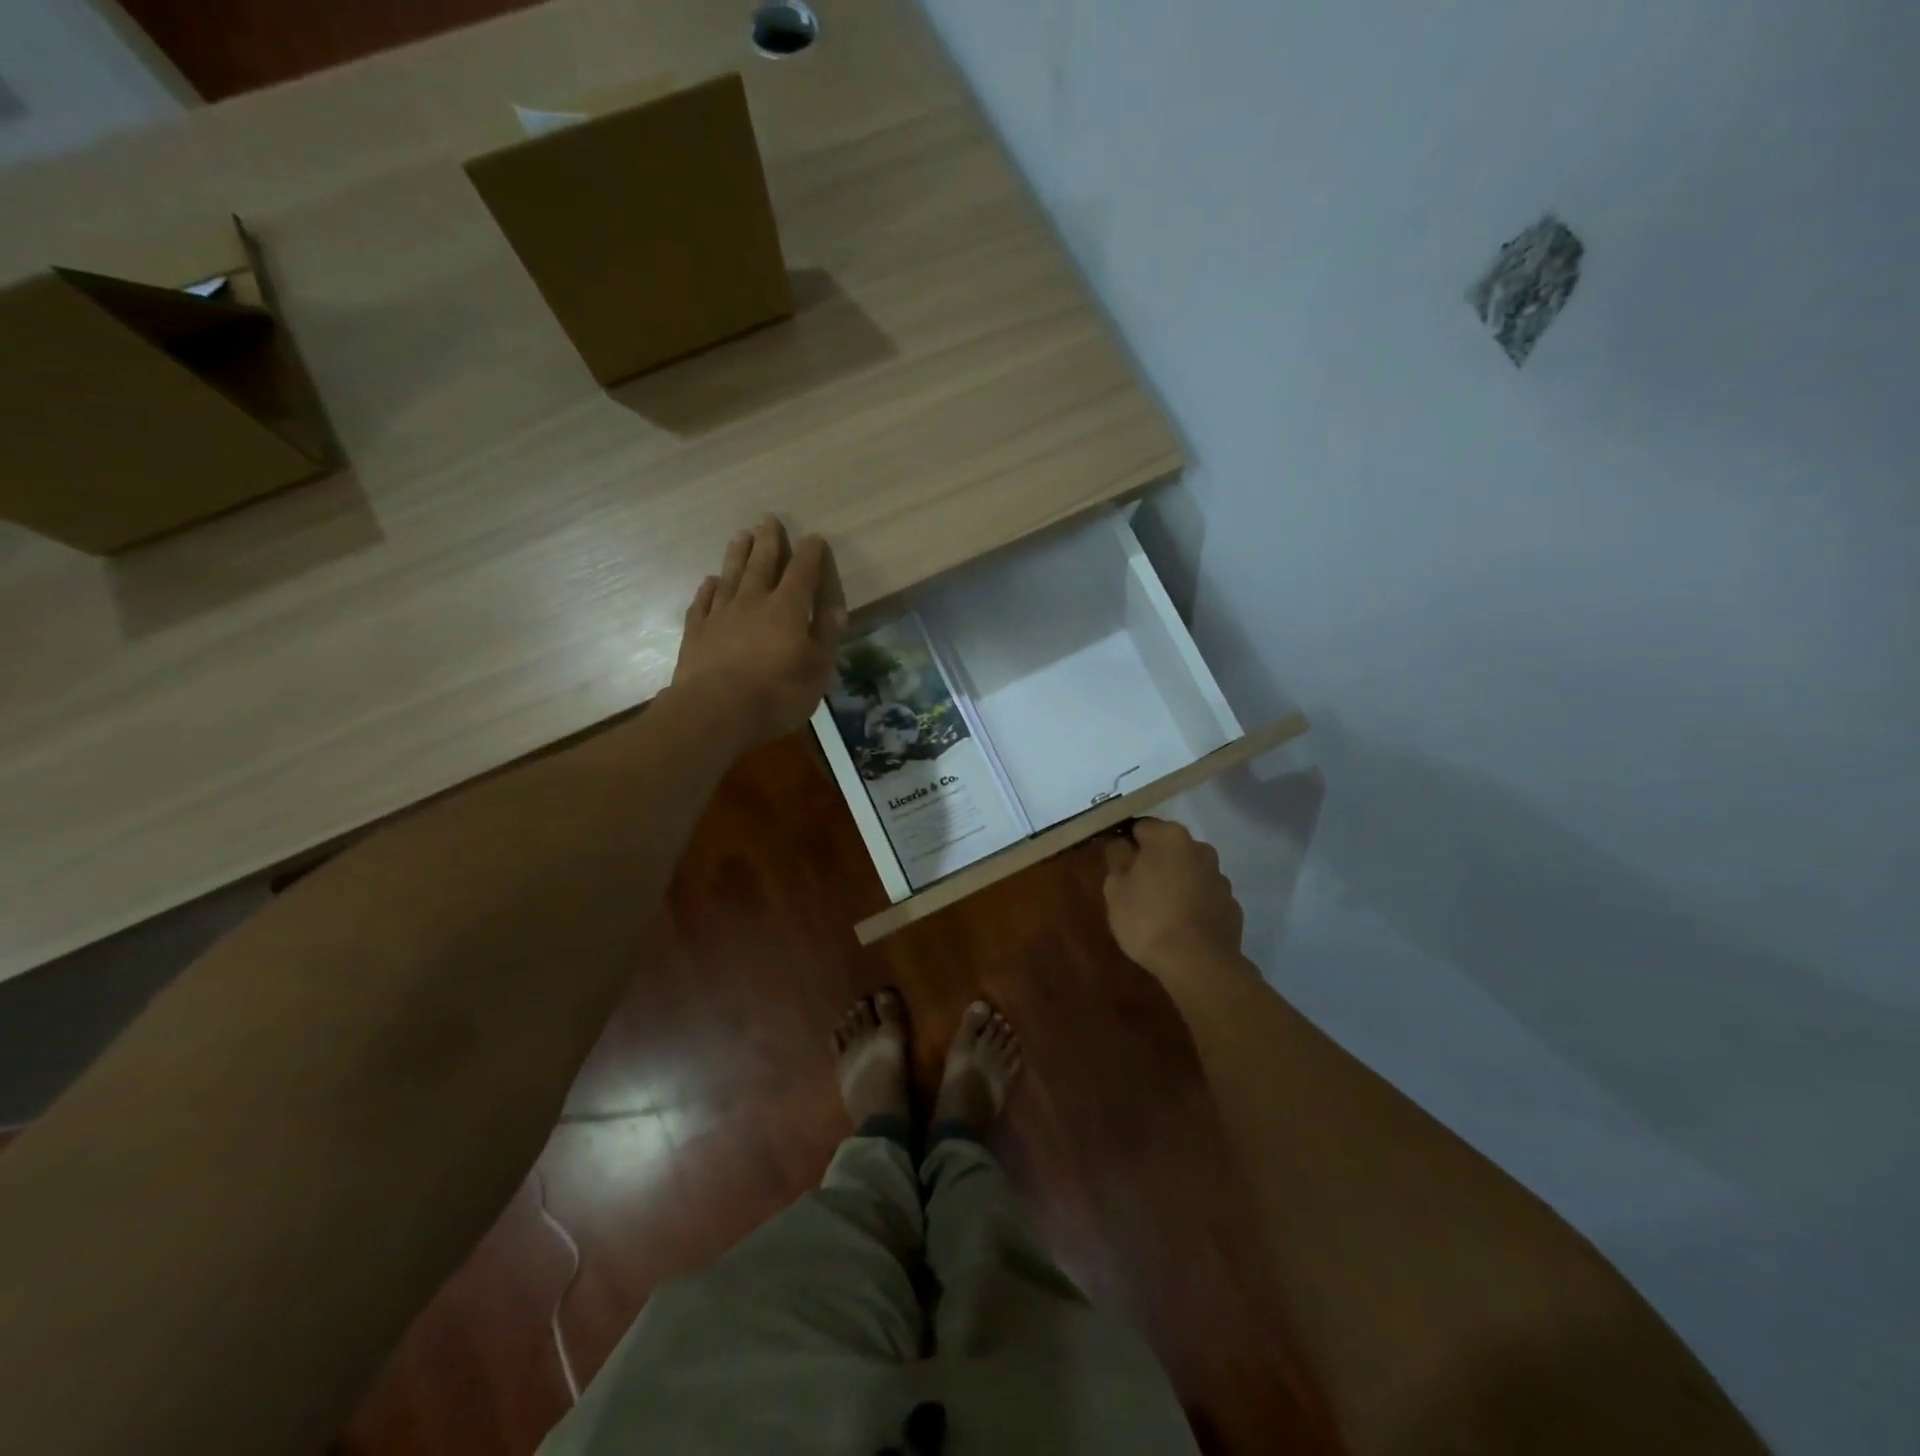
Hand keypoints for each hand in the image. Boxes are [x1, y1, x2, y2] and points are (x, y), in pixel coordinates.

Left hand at [671, 515, 846, 749]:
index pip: (802, 571)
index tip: (814, 538)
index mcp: (788, 609)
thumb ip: (826, 636)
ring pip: (731, 575)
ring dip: (737, 554)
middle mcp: (753, 602)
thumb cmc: (776, 694)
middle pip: (762, 563)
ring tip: (741, 534)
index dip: (810, 553)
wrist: (714, 712)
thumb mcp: (817, 670)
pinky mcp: (697, 632)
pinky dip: (708, 589)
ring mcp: (721, 615)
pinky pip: (703, 602)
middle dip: (769, 540)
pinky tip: (710, 581)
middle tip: (768, 519)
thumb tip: (836, 607)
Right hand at [1102, 818, 1244, 975]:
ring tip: (1160, 911)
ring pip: (1189, 871)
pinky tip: (1181, 926)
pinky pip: (1204, 895)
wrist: (1198, 963)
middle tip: (1136, 889)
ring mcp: (1219, 876)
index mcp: (1168, 837)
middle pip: (1168, 847)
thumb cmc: (1147, 919)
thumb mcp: (1115, 888)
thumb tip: (1121, 843)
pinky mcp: (1231, 904)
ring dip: (1175, 881)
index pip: (1140, 827)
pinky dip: (1193, 903)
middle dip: (1153, 862)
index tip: (1117, 866)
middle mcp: (1199, 848)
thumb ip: (1117, 857)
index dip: (1126, 844)